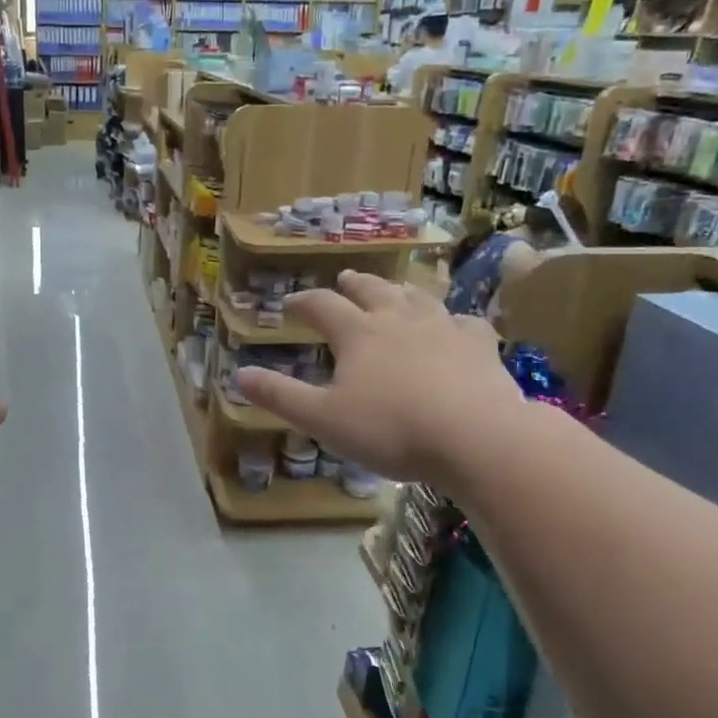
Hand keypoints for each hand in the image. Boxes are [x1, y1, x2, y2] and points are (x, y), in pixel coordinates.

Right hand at [235, 271, 526, 487]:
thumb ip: (280, 396)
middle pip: (372, 291)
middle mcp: (399, 319)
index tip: (290, 302)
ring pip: (417, 298)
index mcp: (358, 334)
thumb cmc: (391, 429)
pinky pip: (464, 322)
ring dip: (400, 291)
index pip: (322, 306)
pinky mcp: (479, 345)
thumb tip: (238, 375)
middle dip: (354, 285)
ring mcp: (443, 328)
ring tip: (394, 290)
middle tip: (345, 280)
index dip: (303, 302)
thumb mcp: (322, 419)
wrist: (476, 437)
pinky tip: (455, 325)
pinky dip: (453, 319)